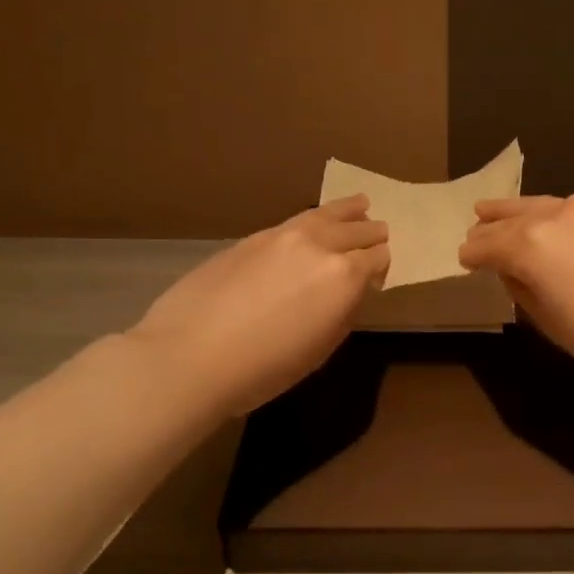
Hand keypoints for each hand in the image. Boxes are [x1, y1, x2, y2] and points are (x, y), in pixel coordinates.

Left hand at [128, 195, 387, 416]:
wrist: (190, 355)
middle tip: (381, 233)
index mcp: (344, 277)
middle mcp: (319, 245)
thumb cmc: (264, 368)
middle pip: (357, 231)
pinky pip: (297, 221)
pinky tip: (314, 222)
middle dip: (371, 234)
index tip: (380, 274)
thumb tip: (350, 293)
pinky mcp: (253, 237)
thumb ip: (342, 313)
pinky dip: (315, 218)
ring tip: (361, 204)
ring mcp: (283, 236)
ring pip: (326, 214)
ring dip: (347, 211)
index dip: (382, 266)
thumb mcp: (320, 349)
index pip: (377, 259)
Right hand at [459, 194, 573, 392]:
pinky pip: (566, 208)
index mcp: (530, 246)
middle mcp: (554, 216)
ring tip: (496, 213)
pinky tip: (546, 223)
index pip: (487, 246)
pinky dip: (547, 213)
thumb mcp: (554, 326)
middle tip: (473, 233)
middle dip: (489, 228)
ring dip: (515, 212)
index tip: (462, 261)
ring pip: (538, 205)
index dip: (472, 255)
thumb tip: (511, 273)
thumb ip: (524, 292)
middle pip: (510, 218)